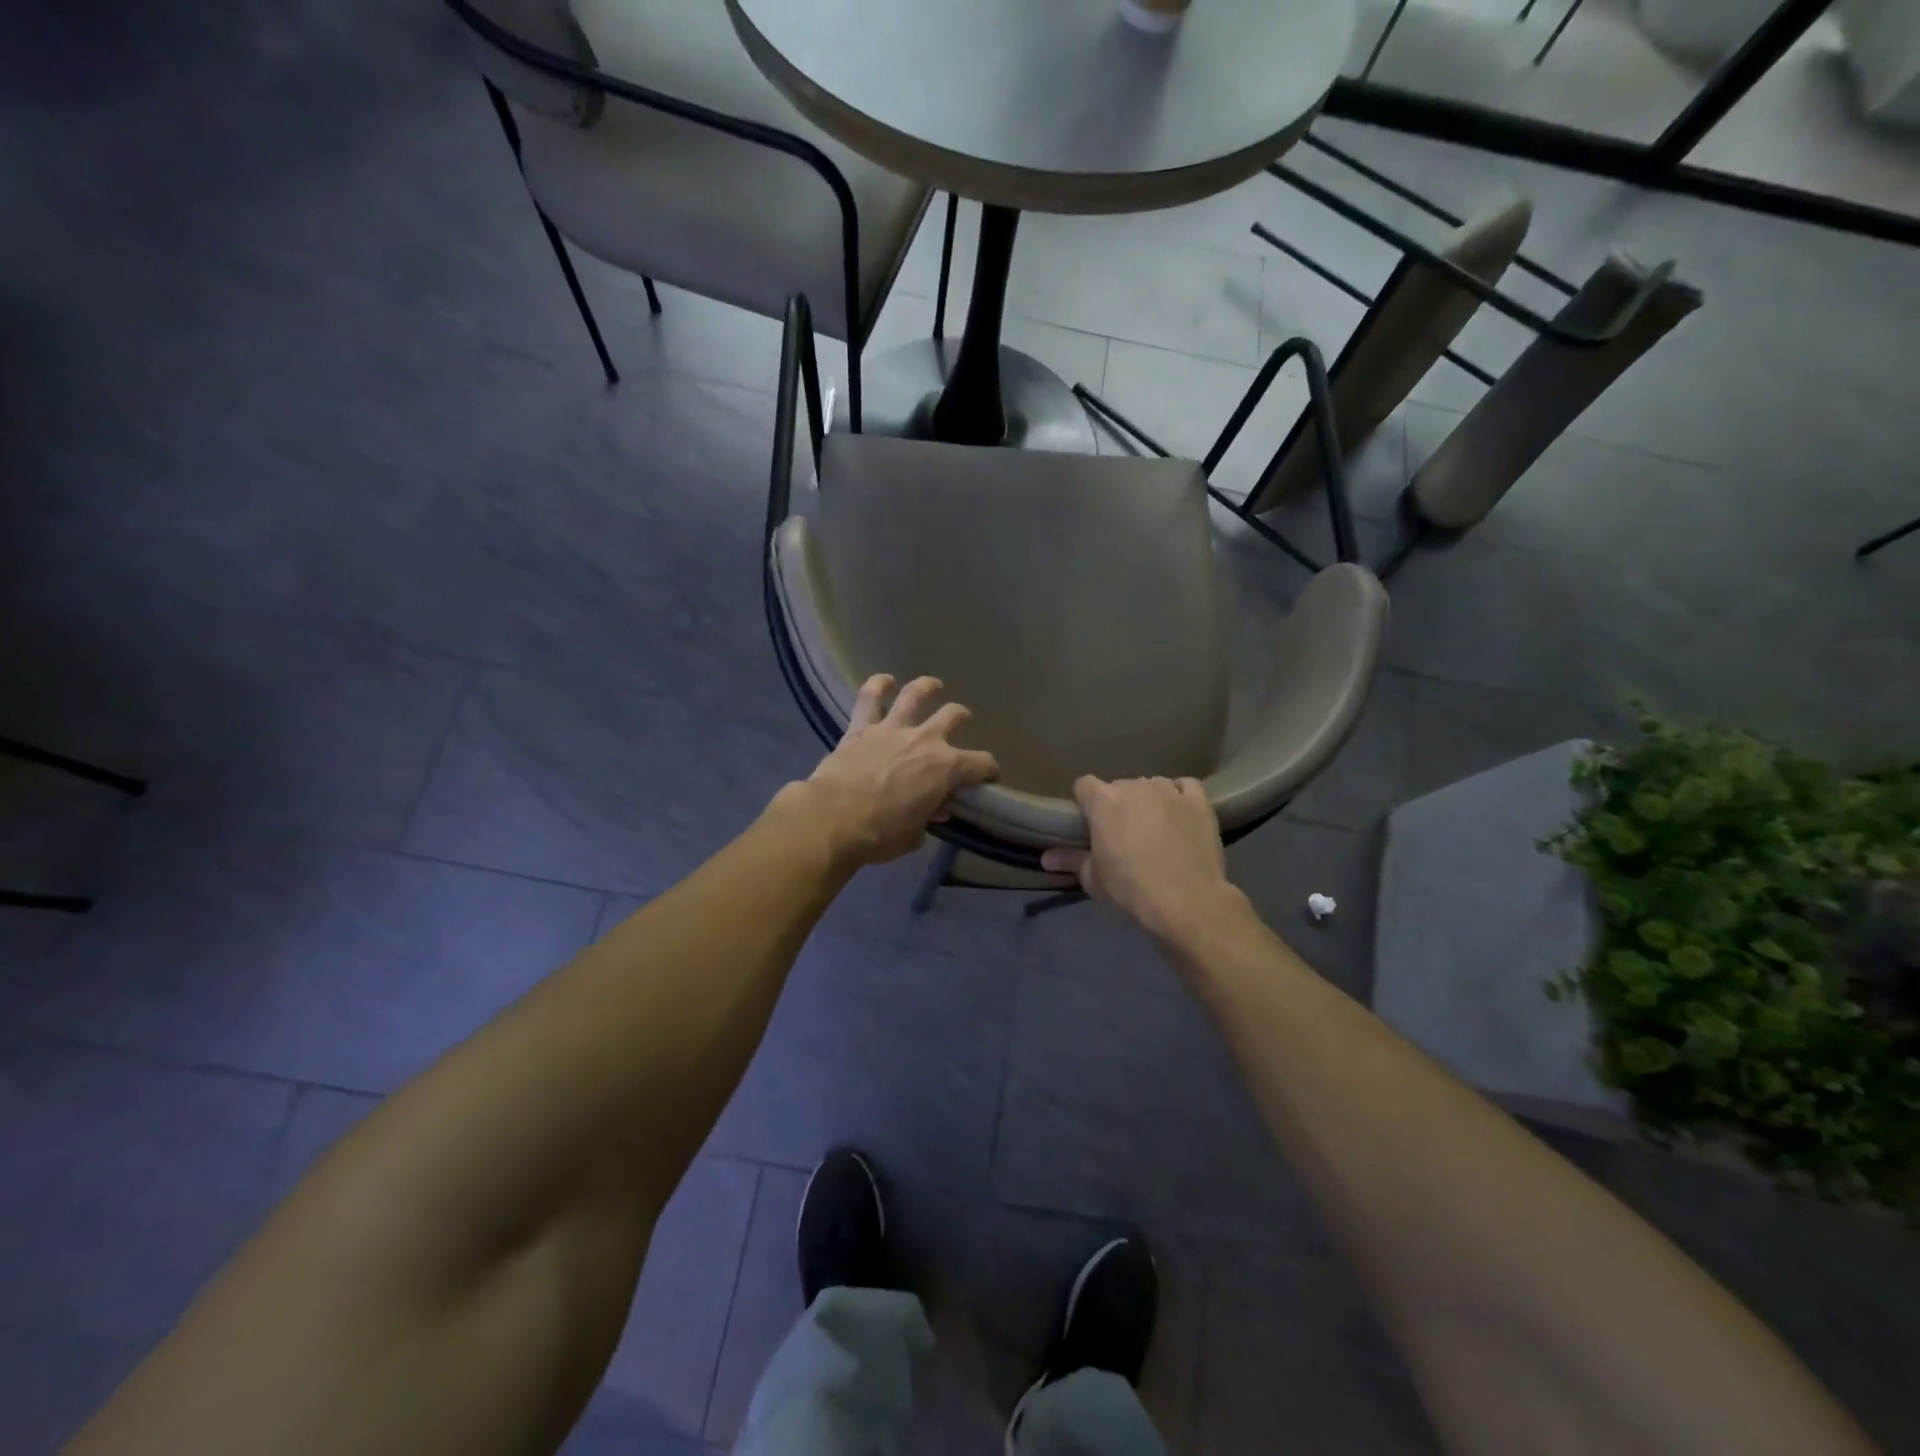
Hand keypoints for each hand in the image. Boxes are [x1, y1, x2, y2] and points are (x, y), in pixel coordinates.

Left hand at [796, 675, 998, 865]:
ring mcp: (893, 729)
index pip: (981, 764)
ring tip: (933, 685)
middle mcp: (925, 740)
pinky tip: (884, 680)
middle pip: (953, 717)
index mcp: (946, 768)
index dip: (989, 770)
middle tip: (962, 719)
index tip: (988, 777)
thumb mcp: (914, 833)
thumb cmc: (880, 833)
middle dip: (961, 717)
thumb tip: (935, 808)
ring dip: (926, 687)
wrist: (833, 819)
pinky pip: (869, 698)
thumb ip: (927, 816)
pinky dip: (877, 686)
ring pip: (914, 695)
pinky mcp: (862, 727)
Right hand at [1042, 776, 1235, 943]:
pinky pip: (1185, 787)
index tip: (1090, 823)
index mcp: (1103, 801)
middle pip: (1119, 786)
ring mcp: (1168, 790)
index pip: (1084, 785)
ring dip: (1149, 801)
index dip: (1086, 803)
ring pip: (1152, 786)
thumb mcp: (1093, 879)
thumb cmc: (1130, 888)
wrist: (1186, 901)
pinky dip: (1180, 797)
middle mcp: (1134, 786)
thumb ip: (1070, 861)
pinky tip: (1180, 815)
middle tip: (1124, 834)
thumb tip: (1046, 858)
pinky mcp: (1198, 801)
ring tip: (1156, 828)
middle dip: (1119, 805)